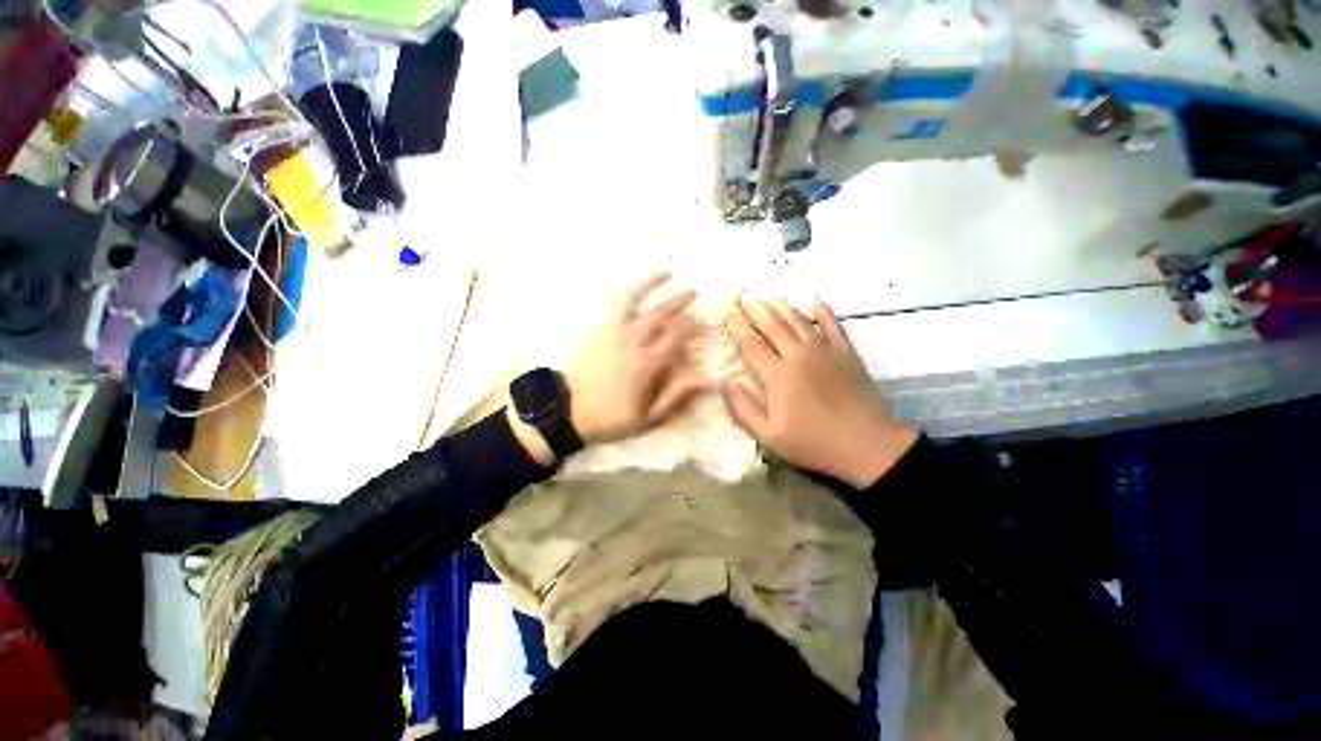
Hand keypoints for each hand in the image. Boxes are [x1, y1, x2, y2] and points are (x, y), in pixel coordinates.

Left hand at [562, 273, 709, 445]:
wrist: (565, 410)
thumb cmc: (610, 417)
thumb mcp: (647, 418)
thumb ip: (676, 397)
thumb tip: (705, 381)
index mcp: (647, 364)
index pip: (675, 337)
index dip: (690, 326)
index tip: (700, 318)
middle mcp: (632, 341)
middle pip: (660, 315)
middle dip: (678, 301)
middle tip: (692, 291)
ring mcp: (612, 332)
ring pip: (635, 300)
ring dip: (652, 283)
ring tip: (666, 272)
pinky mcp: (597, 329)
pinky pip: (614, 304)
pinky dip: (626, 292)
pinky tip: (634, 287)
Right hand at [721, 297, 917, 488]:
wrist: (866, 445)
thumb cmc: (813, 442)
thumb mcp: (768, 435)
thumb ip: (742, 407)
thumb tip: (724, 380)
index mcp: (777, 374)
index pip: (751, 343)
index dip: (737, 325)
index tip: (729, 310)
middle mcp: (798, 355)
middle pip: (772, 326)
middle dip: (755, 310)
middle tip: (743, 296)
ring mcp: (824, 351)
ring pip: (798, 321)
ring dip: (781, 307)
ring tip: (768, 296)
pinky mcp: (846, 353)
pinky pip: (832, 325)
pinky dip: (822, 312)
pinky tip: (814, 302)